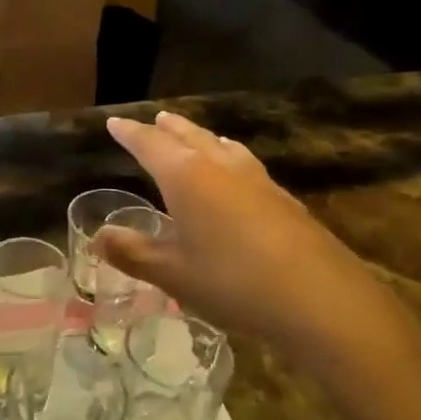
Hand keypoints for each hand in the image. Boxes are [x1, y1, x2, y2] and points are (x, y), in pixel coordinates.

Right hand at [95, 112, 420, 399]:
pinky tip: (238, 173)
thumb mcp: (173, 274)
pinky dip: (229, 157)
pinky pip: (245, 163)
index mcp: (186, 177)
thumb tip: (98, 236)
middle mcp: (220, 168)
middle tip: (155, 120)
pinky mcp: (284, 199)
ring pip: (221, 146)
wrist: (321, 299)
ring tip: (194, 135)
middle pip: (189, 136)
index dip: (130, 133)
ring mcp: (257, 180)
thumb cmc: (233, 282)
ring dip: (201, 137)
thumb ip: (133, 252)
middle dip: (168, 129)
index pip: (150, 144)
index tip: (114, 122)